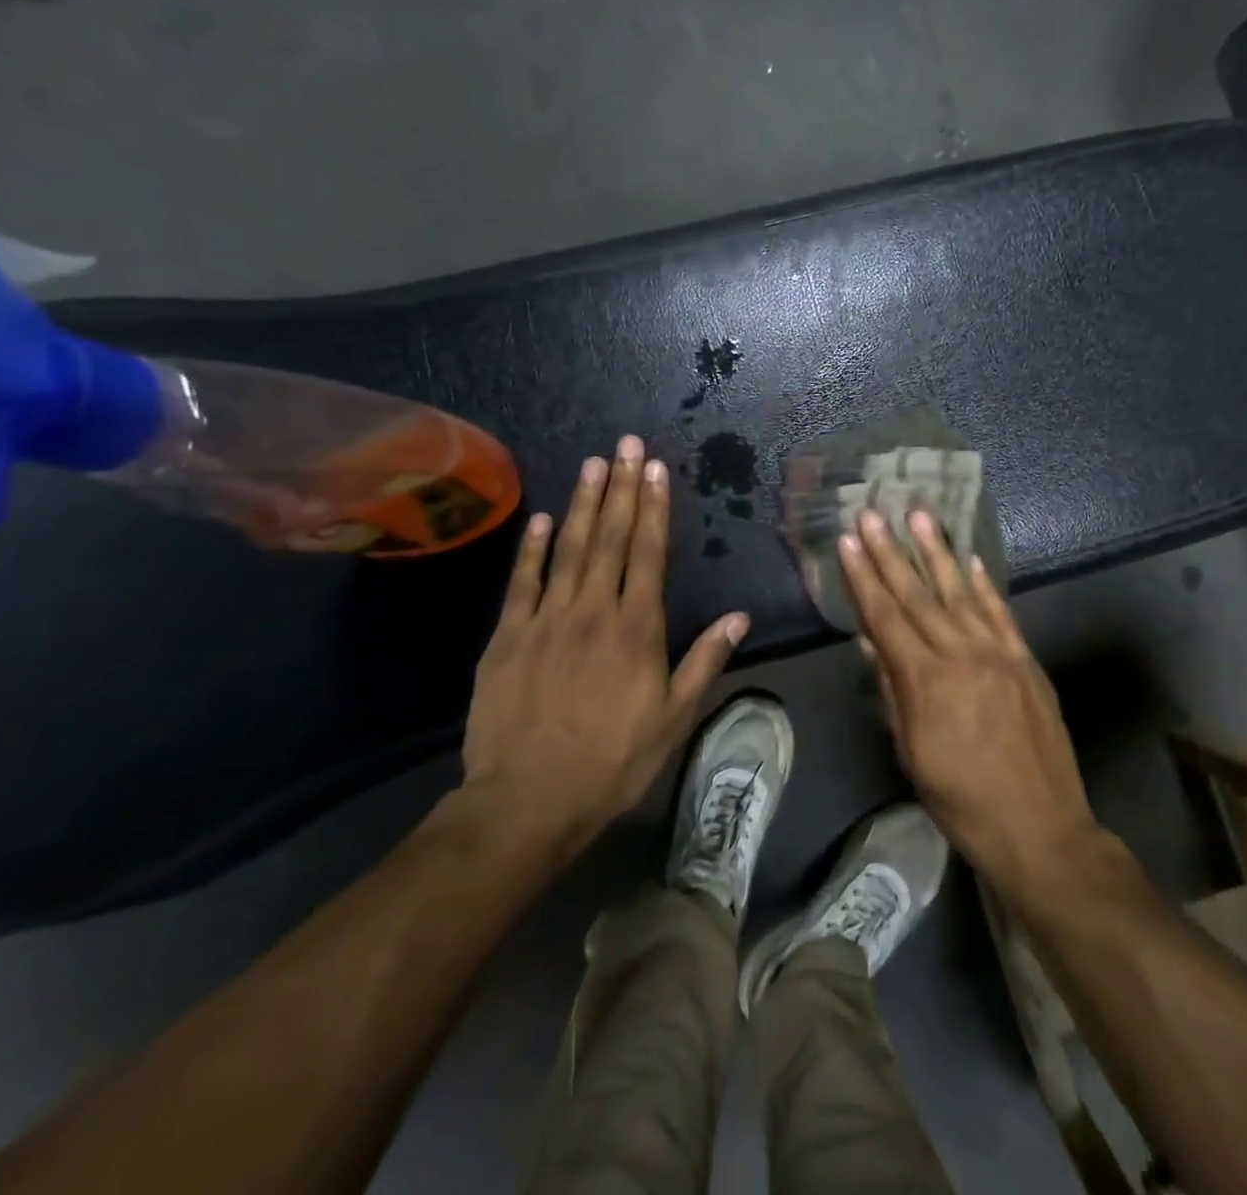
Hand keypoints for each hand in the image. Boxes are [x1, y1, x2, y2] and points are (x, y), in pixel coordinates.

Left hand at [461, 435, 748, 849]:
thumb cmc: (612, 761)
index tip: (655, 470)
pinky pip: (521, 582)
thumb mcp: (673, 719)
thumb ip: (704, 661)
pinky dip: (531, 548)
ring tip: (592, 463)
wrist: (528, 800)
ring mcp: (545, 620)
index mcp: (637, 629)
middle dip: (621, 487)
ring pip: (567, 549)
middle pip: (609, 538)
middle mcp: (593, 611)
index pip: (648, 554)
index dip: (653, 508)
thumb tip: (739, 617)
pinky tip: (541, 518)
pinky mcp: (507, 637)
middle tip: (626, 444)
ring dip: (581, 503)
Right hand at [839, 508, 1103, 894]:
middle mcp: (960, 654)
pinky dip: (984, 584)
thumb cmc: (961, 800)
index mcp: (925, 681)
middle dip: (891, 551)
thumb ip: (892, 692)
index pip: (884, 616)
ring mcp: (998, 653)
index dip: (863, 577)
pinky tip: (970, 559)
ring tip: (919, 515)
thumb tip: (870, 643)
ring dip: (937, 551)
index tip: (848, 540)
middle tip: (873, 513)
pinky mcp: (1026, 660)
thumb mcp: (911, 753)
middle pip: (917, 595)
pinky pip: (1001, 613)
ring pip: (960, 591)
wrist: (1040, 827)